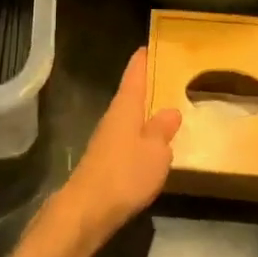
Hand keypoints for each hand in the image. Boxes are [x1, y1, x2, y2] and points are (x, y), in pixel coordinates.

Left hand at [55, 48, 180, 247]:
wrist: (87, 210)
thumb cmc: (125, 174)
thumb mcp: (156, 151)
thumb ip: (163, 130)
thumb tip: (170, 111)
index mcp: (125, 107)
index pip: (134, 75)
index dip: (142, 60)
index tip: (149, 45)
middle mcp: (113, 118)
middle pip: (130, 95)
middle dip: (146, 86)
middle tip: (168, 77)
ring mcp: (106, 141)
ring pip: (129, 118)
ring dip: (144, 113)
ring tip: (166, 109)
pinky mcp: (104, 163)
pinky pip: (127, 139)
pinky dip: (140, 136)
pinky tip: (152, 145)